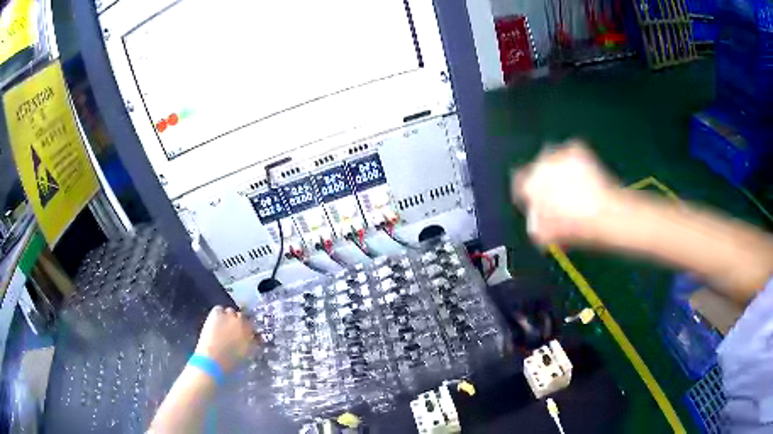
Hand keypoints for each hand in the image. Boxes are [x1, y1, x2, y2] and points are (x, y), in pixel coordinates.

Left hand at [194, 306, 257, 372]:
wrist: (213, 360)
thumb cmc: (231, 363)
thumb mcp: (247, 356)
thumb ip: (252, 345)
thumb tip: (253, 339)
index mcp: (251, 334)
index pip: (252, 326)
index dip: (248, 329)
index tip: (244, 333)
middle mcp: (243, 323)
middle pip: (242, 317)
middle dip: (238, 322)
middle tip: (232, 329)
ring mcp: (230, 317)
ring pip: (230, 311)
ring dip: (228, 317)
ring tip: (222, 325)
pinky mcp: (217, 314)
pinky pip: (218, 309)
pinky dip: (218, 314)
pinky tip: (214, 321)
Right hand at [512, 141, 619, 245]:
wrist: (602, 213)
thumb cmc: (572, 228)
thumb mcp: (545, 236)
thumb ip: (536, 225)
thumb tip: (536, 222)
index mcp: (528, 186)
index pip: (519, 185)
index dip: (529, 195)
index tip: (539, 204)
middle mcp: (538, 164)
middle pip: (537, 169)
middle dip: (546, 180)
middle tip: (560, 197)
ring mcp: (557, 153)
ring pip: (554, 157)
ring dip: (560, 168)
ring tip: (576, 186)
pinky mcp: (576, 147)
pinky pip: (573, 153)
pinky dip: (578, 162)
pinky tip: (587, 177)